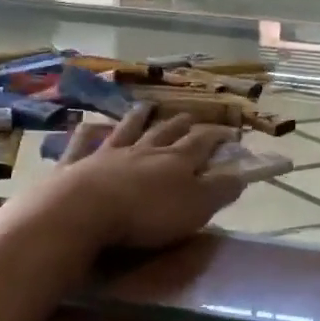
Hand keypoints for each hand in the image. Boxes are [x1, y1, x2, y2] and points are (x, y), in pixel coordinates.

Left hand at [17, 109, 245, 250]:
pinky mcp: (76, 164)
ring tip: (147, 106)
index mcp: (176, 161)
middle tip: (190, 116)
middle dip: (181, 124)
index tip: (230, 133)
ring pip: (128, 129)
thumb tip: (242, 173)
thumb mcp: (196, 207)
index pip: (202, 143)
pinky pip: (84, 143)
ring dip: (139, 117)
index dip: (217, 137)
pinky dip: (89, 132)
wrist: (84, 211)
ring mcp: (108, 153)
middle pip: (166, 131)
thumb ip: (220, 190)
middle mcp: (144, 149)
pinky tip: (89, 125)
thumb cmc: (147, 214)